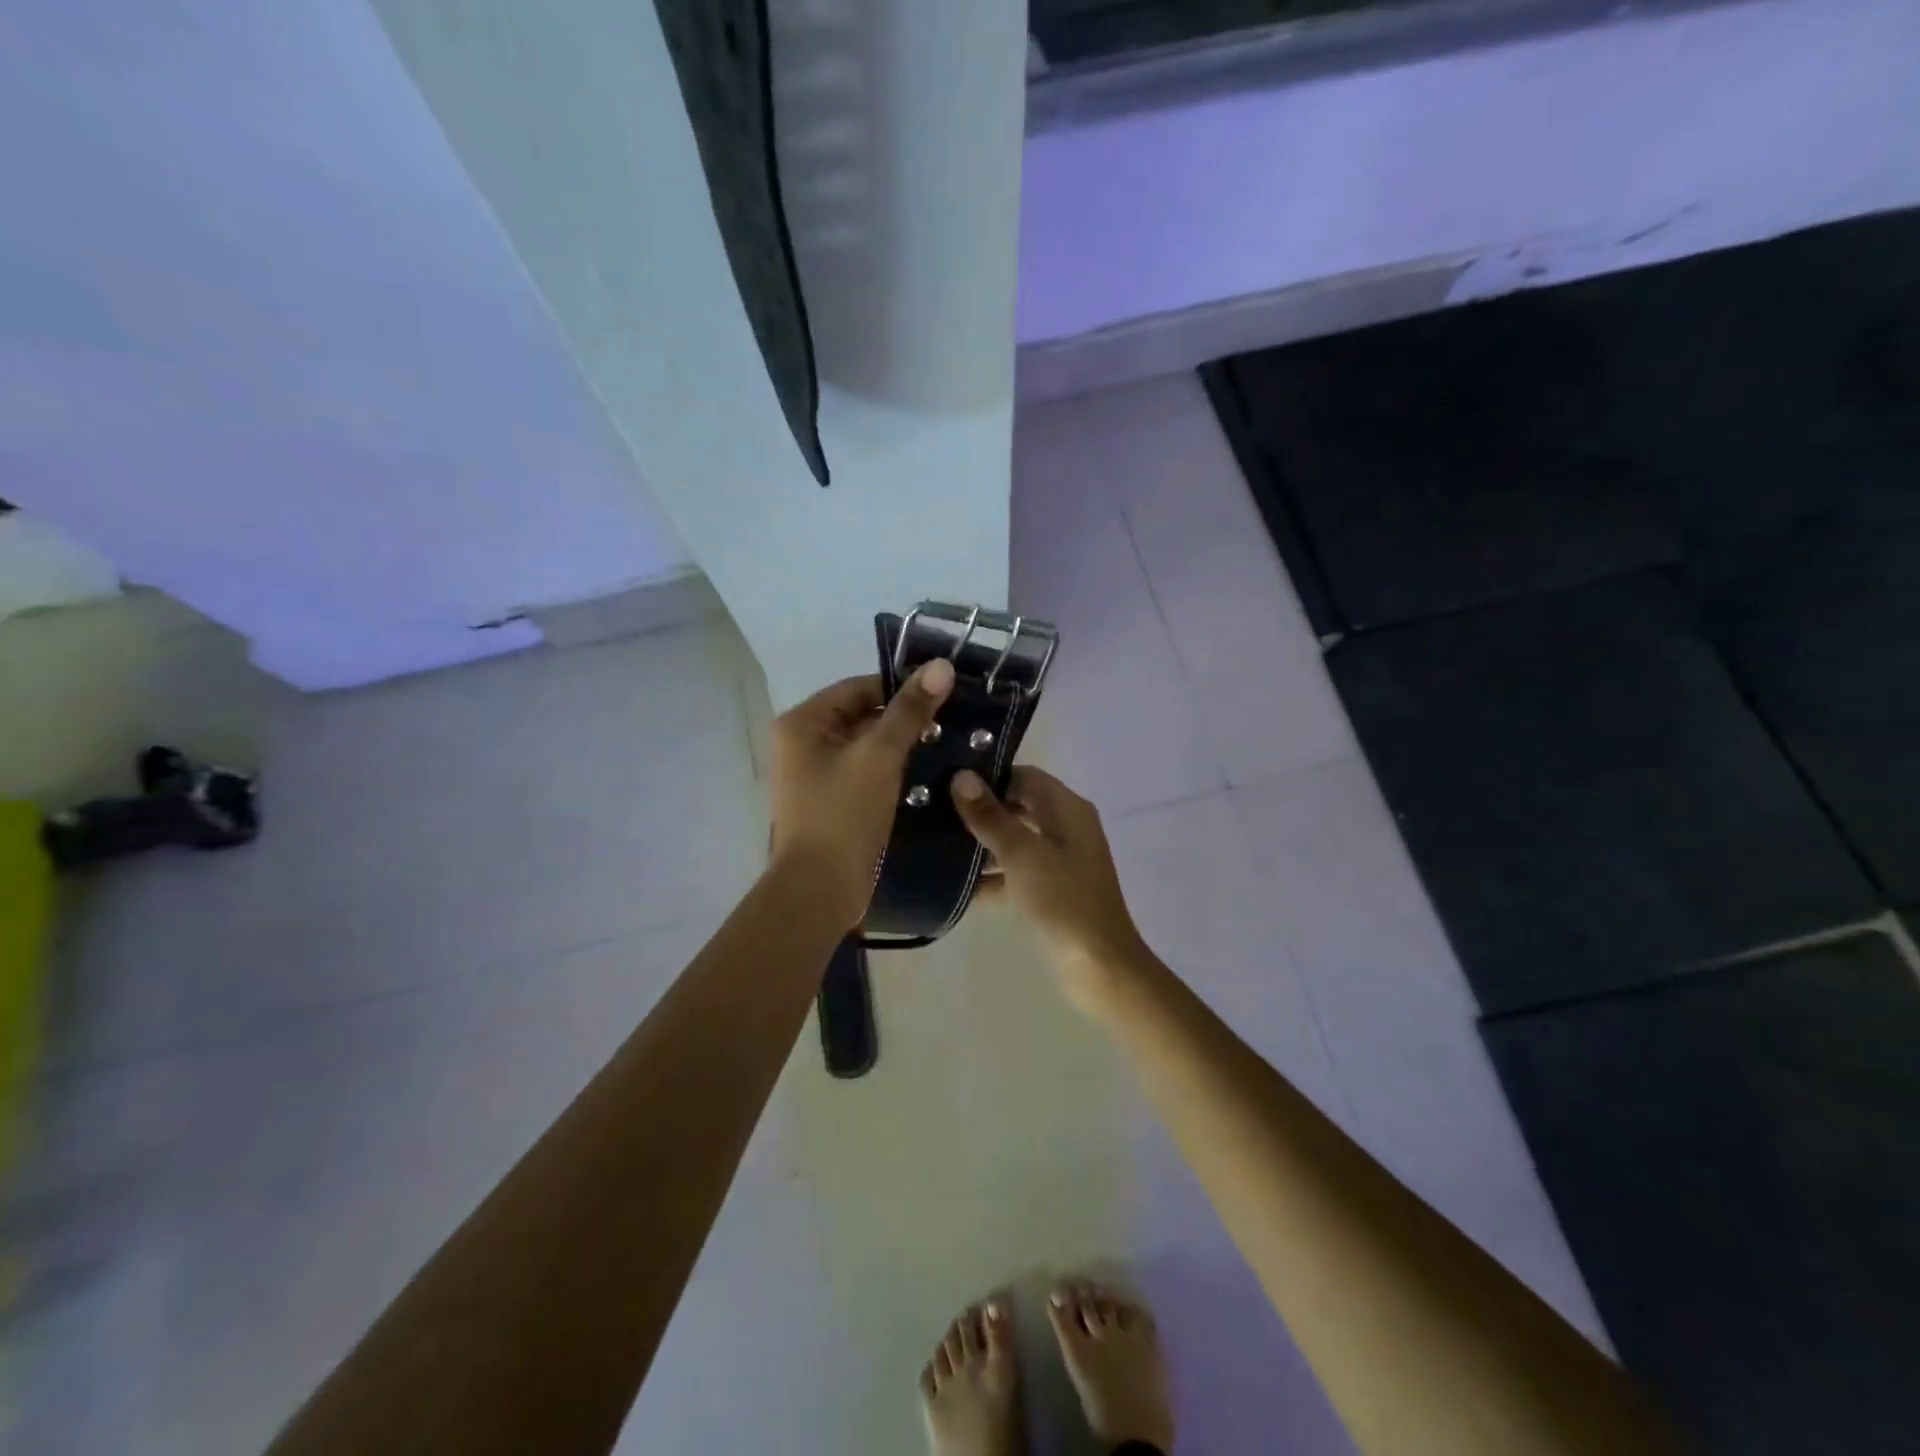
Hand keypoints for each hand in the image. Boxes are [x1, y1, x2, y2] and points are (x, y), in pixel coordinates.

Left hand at [768, 660, 954, 929]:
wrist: (820, 890)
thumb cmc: (843, 815)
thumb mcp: (879, 756)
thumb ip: (910, 711)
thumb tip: (941, 665)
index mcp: (803, 723)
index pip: (858, 687)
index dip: (901, 687)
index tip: (945, 694)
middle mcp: (803, 743)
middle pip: (862, 716)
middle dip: (905, 719)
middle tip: (953, 721)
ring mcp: (815, 775)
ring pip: (866, 746)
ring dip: (902, 746)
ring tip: (949, 745)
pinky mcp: (831, 801)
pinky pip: (865, 772)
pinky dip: (892, 771)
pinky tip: (929, 774)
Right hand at [950, 766, 1153, 1010]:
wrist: (1099, 967)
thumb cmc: (1063, 901)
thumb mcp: (1023, 854)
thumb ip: (991, 817)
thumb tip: (962, 776)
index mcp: (1068, 810)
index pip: (1026, 777)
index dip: (990, 776)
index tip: (948, 781)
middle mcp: (1066, 829)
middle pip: (1018, 807)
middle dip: (981, 810)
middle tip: (936, 811)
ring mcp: (1058, 863)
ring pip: (1014, 841)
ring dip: (981, 845)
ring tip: (936, 844)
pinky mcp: (1049, 893)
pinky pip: (1014, 874)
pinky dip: (990, 878)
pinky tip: (955, 886)